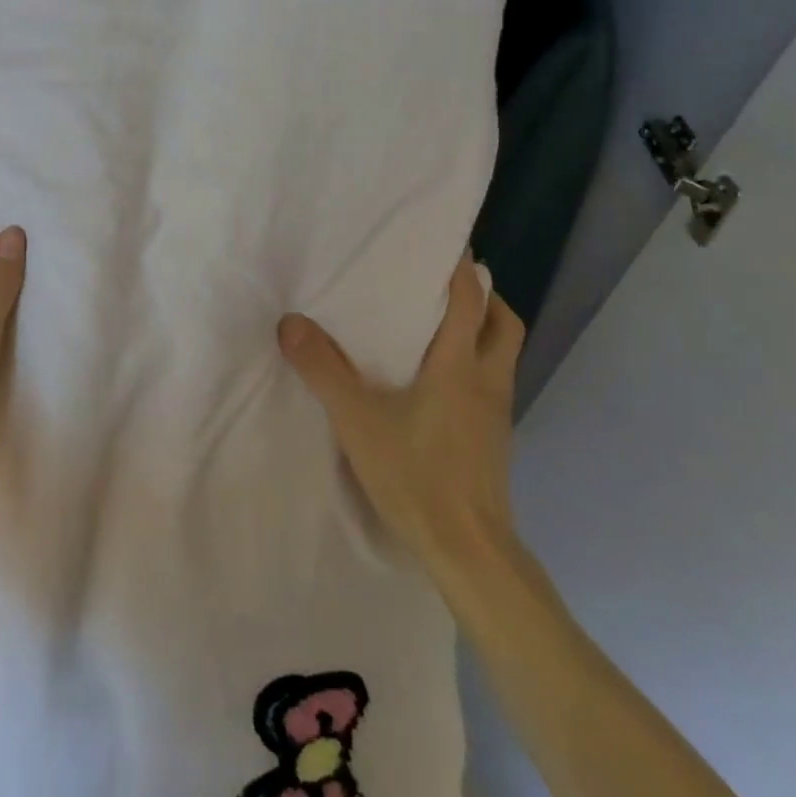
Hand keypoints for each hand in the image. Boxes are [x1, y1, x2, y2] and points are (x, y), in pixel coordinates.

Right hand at [278, 252, 525, 585]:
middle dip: (486, 298)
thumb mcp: (357, 419)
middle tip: (451, 286)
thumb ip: (322, 369)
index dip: (464, 269)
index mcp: (459, 366)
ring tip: (445, 327)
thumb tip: (290, 322)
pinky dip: (477, 366)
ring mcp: (497, 414)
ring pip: (503, 356)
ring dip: (484, 332)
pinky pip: (493, 385)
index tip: (450, 244)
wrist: (469, 552)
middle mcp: (487, 382)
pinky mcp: (494, 441)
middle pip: (504, 325)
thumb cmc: (417, 474)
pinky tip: (442, 384)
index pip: (471, 302)